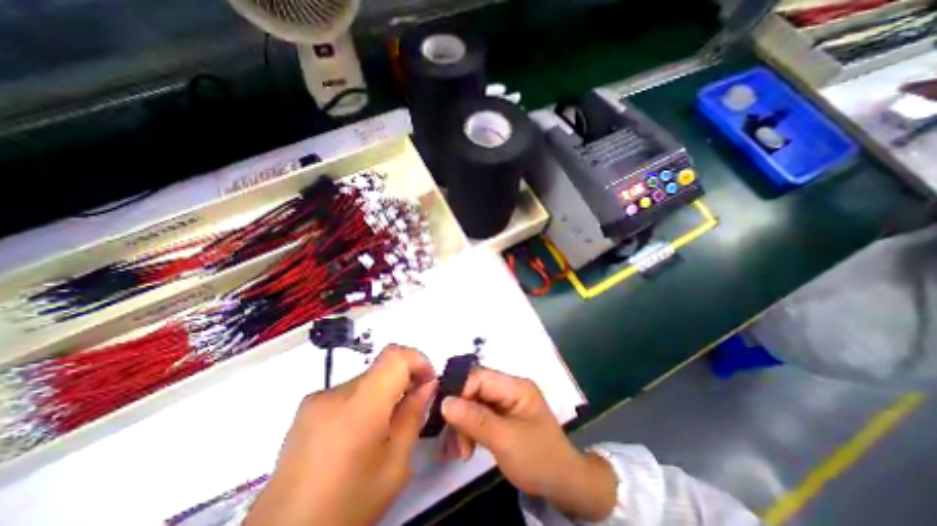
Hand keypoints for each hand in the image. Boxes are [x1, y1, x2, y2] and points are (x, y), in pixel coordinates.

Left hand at [242, 345, 436, 525]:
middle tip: (412, 407)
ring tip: (383, 429)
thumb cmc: (346, 506)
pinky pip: (348, 393)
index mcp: (360, 404)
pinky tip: (358, 436)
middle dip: (403, 381)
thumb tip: (427, 386)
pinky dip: (363, 403)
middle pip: (381, 368)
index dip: (418, 360)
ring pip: (366, 380)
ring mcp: (316, 400)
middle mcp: (335, 393)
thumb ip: (413, 415)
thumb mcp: (395, 465)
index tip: (427, 381)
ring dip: (383, 394)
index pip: (395, 355)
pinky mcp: (306, 410)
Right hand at [441, 368, 619, 518]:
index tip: (443, 415)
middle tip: (452, 441)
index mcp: (515, 386)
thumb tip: (444, 401)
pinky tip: (464, 449)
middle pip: (475, 389)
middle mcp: (509, 389)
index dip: (459, 391)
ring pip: (473, 403)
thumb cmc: (539, 459)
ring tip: (460, 451)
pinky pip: (478, 416)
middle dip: (460, 412)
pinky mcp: (502, 417)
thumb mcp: (506, 440)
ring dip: (462, 425)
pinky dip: (468, 431)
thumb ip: (475, 419)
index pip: (480, 377)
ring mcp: (505, 403)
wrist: (564, 485)